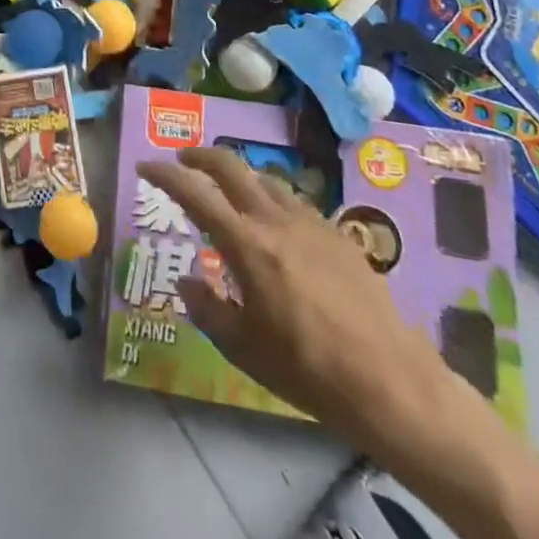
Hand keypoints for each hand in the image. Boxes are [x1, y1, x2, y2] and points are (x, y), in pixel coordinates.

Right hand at [136, 148, 458, 453]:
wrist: (393, 384)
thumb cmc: (309, 371)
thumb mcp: (245, 349)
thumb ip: (208, 309)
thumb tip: (186, 282)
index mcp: (246, 245)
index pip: (194, 194)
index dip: (165, 174)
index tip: (145, 165)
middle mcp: (275, 221)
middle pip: (231, 166)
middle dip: (201, 155)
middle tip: (183, 159)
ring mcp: (311, 223)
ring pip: (265, 180)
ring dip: (239, 176)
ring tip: (229, 192)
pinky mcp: (339, 235)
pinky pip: (294, 202)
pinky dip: (271, 199)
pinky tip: (276, 225)